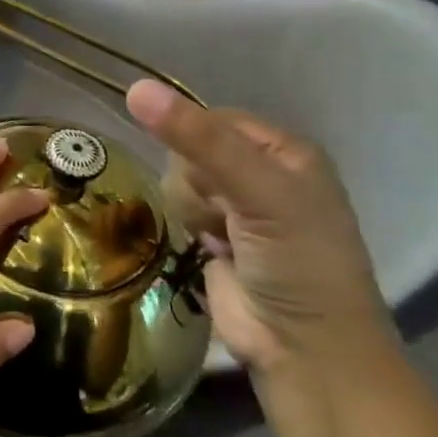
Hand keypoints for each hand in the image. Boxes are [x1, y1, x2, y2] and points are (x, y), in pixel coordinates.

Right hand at [126, 80, 388, 373]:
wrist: (302, 348)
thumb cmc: (297, 261)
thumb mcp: (258, 191)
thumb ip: (197, 140)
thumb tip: (135, 88)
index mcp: (284, 150)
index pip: (212, 118)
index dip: (198, 143)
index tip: (214, 177)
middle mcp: (260, 171)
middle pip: (188, 149)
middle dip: (198, 183)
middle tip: (227, 214)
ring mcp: (235, 206)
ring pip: (177, 179)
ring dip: (193, 209)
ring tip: (223, 239)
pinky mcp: (212, 235)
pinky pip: (176, 209)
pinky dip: (188, 227)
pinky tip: (210, 249)